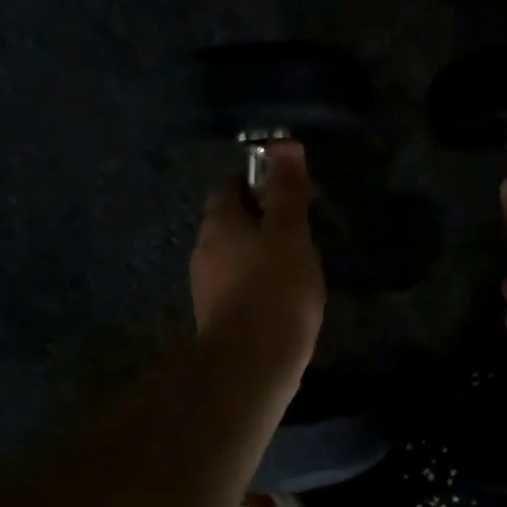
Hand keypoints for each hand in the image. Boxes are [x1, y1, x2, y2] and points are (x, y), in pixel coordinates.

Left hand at [191, 141, 325, 383]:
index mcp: (219, 222)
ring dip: (262, 250)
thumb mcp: (290, 231)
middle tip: (301, 226)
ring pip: (235, 253)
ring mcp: (207, 285)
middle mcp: (205, 248)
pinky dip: (259, 280)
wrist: (252, 364)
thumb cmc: (275, 287)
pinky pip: (239, 283)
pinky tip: (284, 294)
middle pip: (232, 219)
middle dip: (263, 217)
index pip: (230, 185)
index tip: (290, 190)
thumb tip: (284, 143)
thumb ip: (287, 189)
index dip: (259, 180)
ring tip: (298, 261)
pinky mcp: (217, 314)